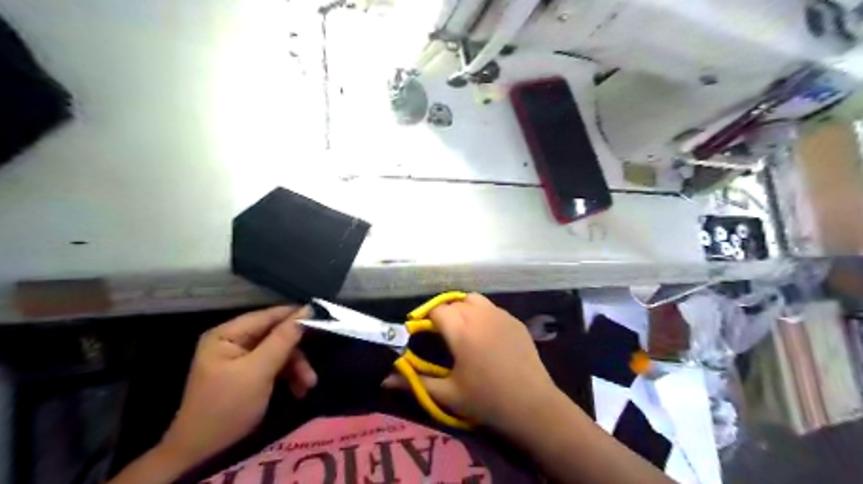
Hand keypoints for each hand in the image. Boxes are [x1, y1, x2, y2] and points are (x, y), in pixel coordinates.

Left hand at [157, 305, 314, 465]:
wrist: (202, 454)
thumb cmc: (227, 407)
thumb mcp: (258, 371)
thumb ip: (283, 339)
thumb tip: (307, 309)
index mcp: (228, 334)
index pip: (269, 316)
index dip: (296, 317)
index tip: (324, 321)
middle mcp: (233, 341)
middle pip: (276, 336)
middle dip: (297, 353)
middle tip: (312, 372)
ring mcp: (241, 359)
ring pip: (280, 352)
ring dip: (296, 368)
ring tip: (307, 386)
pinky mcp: (248, 375)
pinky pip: (275, 366)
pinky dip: (289, 377)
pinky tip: (299, 390)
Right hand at [384, 292, 560, 436]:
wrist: (532, 405)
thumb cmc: (486, 400)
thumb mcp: (447, 394)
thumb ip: (415, 381)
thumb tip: (384, 379)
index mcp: (461, 329)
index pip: (436, 311)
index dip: (426, 320)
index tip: (422, 334)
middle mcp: (480, 314)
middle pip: (454, 302)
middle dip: (444, 313)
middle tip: (442, 335)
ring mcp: (501, 315)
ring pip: (474, 299)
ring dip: (463, 308)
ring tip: (463, 329)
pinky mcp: (515, 321)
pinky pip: (492, 308)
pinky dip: (483, 314)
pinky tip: (486, 336)